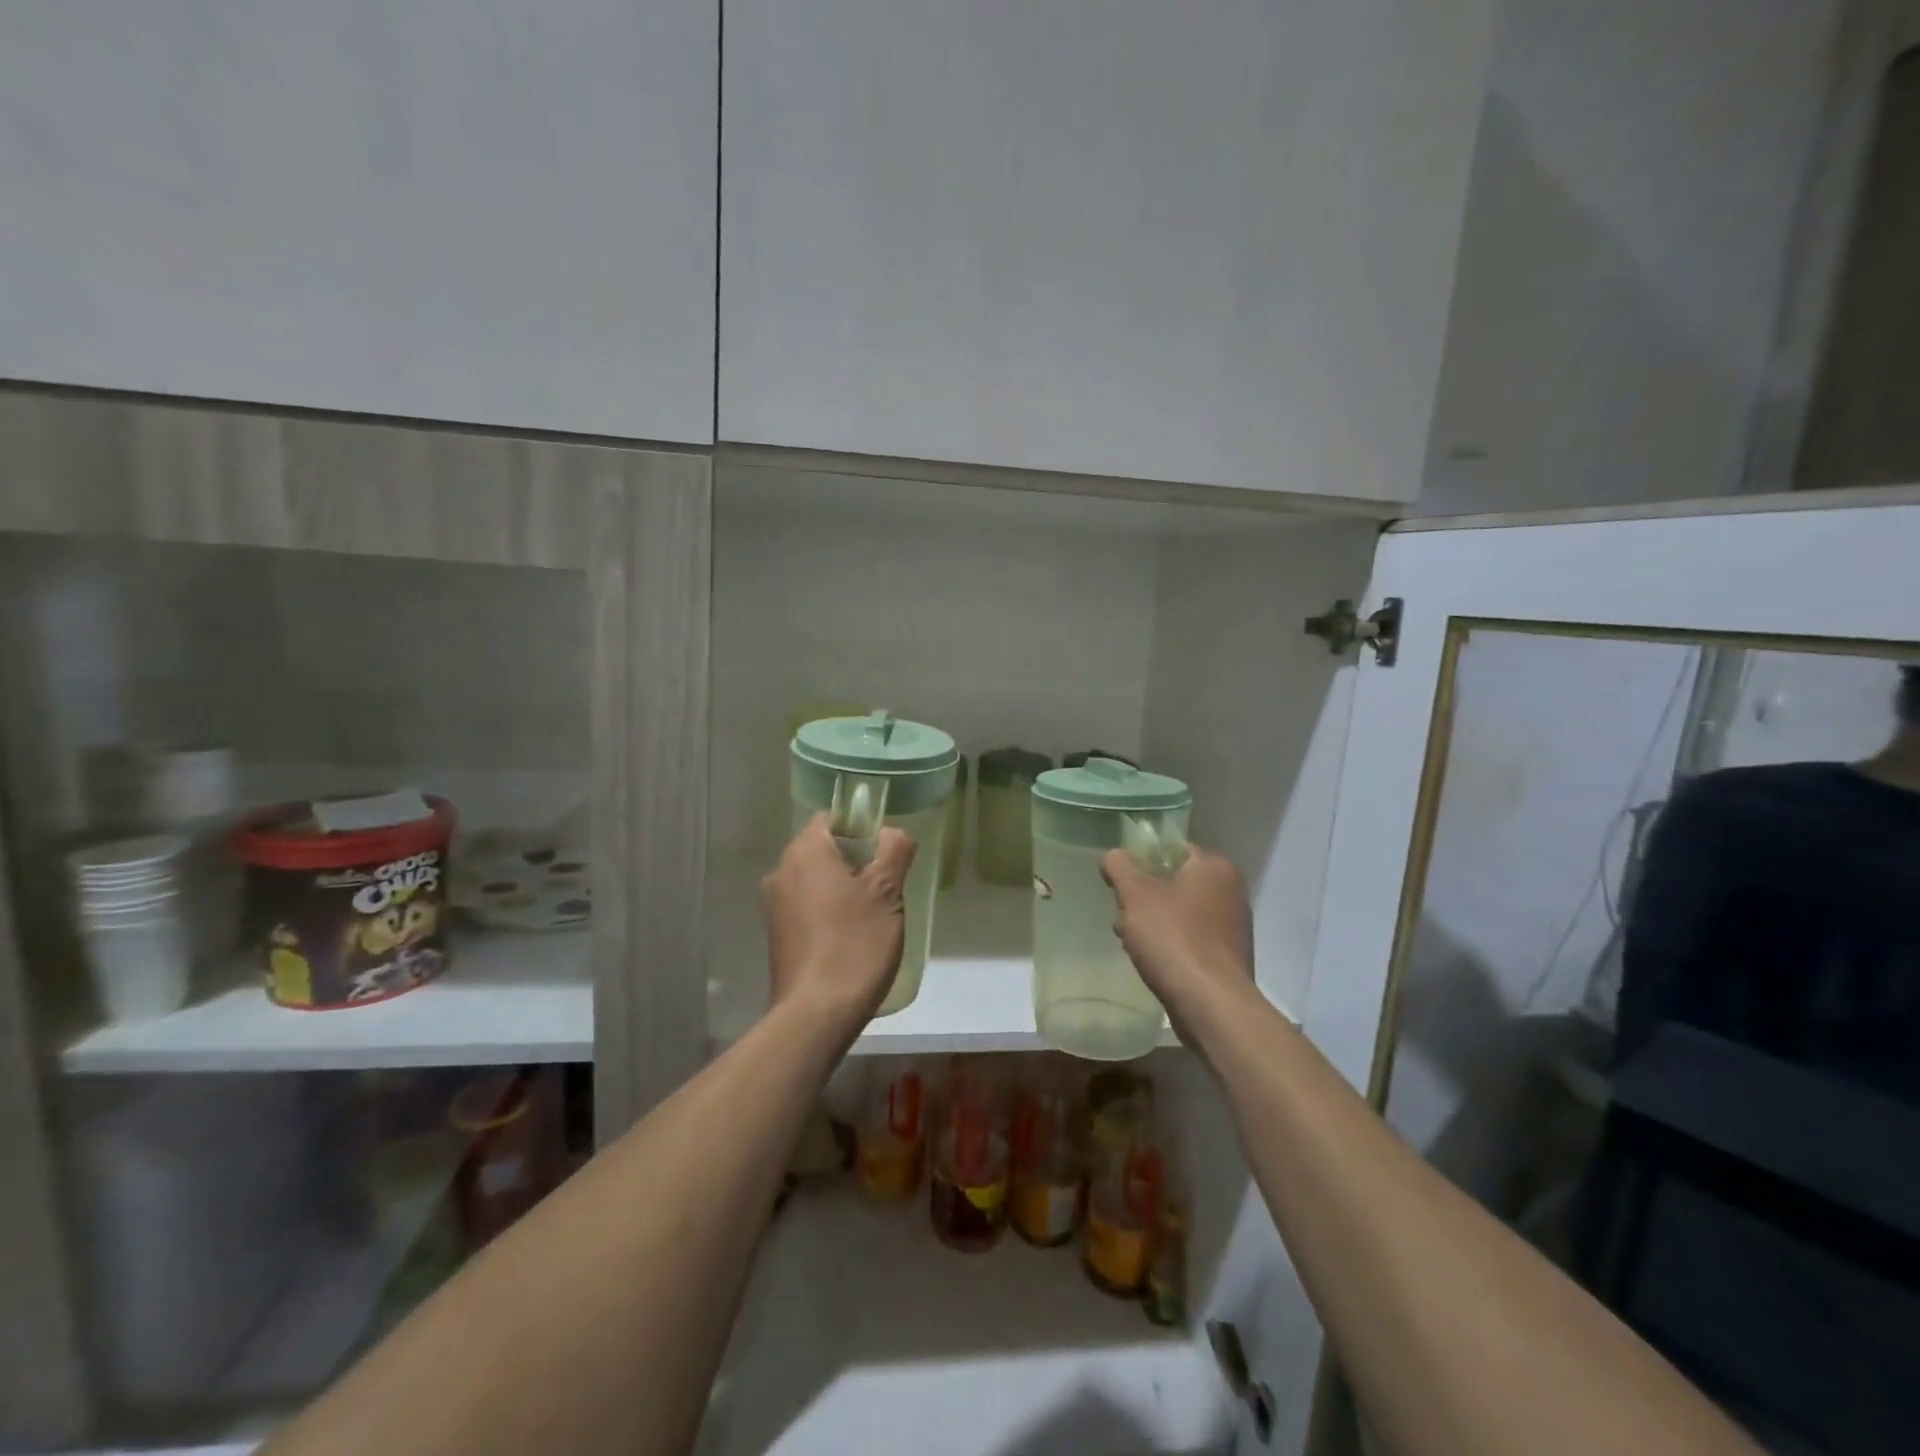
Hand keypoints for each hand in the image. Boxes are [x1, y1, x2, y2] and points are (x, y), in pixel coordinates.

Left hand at [762, 814, 917, 1034]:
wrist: (816, 1014)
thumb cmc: (855, 944)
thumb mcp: (887, 892)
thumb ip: (894, 851)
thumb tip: (893, 832)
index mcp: (805, 852)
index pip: (832, 818)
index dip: (862, 828)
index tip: (886, 852)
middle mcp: (781, 871)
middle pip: (824, 849)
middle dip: (856, 860)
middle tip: (887, 885)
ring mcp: (774, 905)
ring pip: (816, 880)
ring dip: (843, 888)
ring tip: (873, 914)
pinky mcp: (777, 935)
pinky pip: (807, 907)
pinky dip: (828, 911)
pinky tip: (851, 937)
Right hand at [1101, 845, 1254, 1029]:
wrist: (1210, 1005)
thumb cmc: (1173, 938)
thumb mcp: (1135, 895)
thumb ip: (1119, 867)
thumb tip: (1113, 856)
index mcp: (1215, 868)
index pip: (1172, 850)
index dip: (1141, 862)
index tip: (1121, 884)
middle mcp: (1231, 892)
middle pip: (1174, 882)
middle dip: (1143, 898)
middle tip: (1123, 916)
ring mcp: (1232, 927)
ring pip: (1180, 913)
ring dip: (1152, 923)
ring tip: (1130, 942)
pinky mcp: (1228, 957)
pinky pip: (1191, 939)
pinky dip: (1170, 944)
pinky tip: (1152, 961)